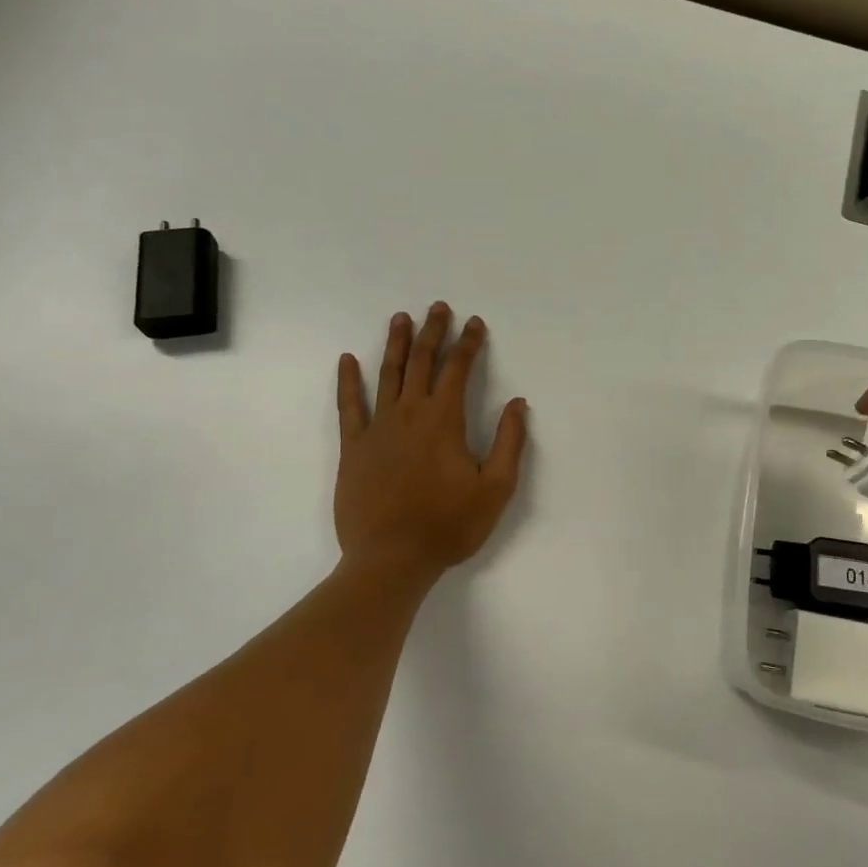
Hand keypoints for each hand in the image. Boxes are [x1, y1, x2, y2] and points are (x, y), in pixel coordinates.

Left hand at [335, 304, 526, 584]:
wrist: (391, 559)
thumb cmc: (449, 525)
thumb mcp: (496, 488)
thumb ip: (510, 442)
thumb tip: (518, 403)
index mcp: (445, 421)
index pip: (458, 370)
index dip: (469, 343)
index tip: (475, 323)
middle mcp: (410, 414)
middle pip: (422, 362)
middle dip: (433, 332)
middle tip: (438, 307)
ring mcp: (377, 429)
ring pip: (388, 375)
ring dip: (396, 344)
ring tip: (401, 318)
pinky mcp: (354, 448)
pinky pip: (350, 406)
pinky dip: (349, 381)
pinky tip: (349, 360)